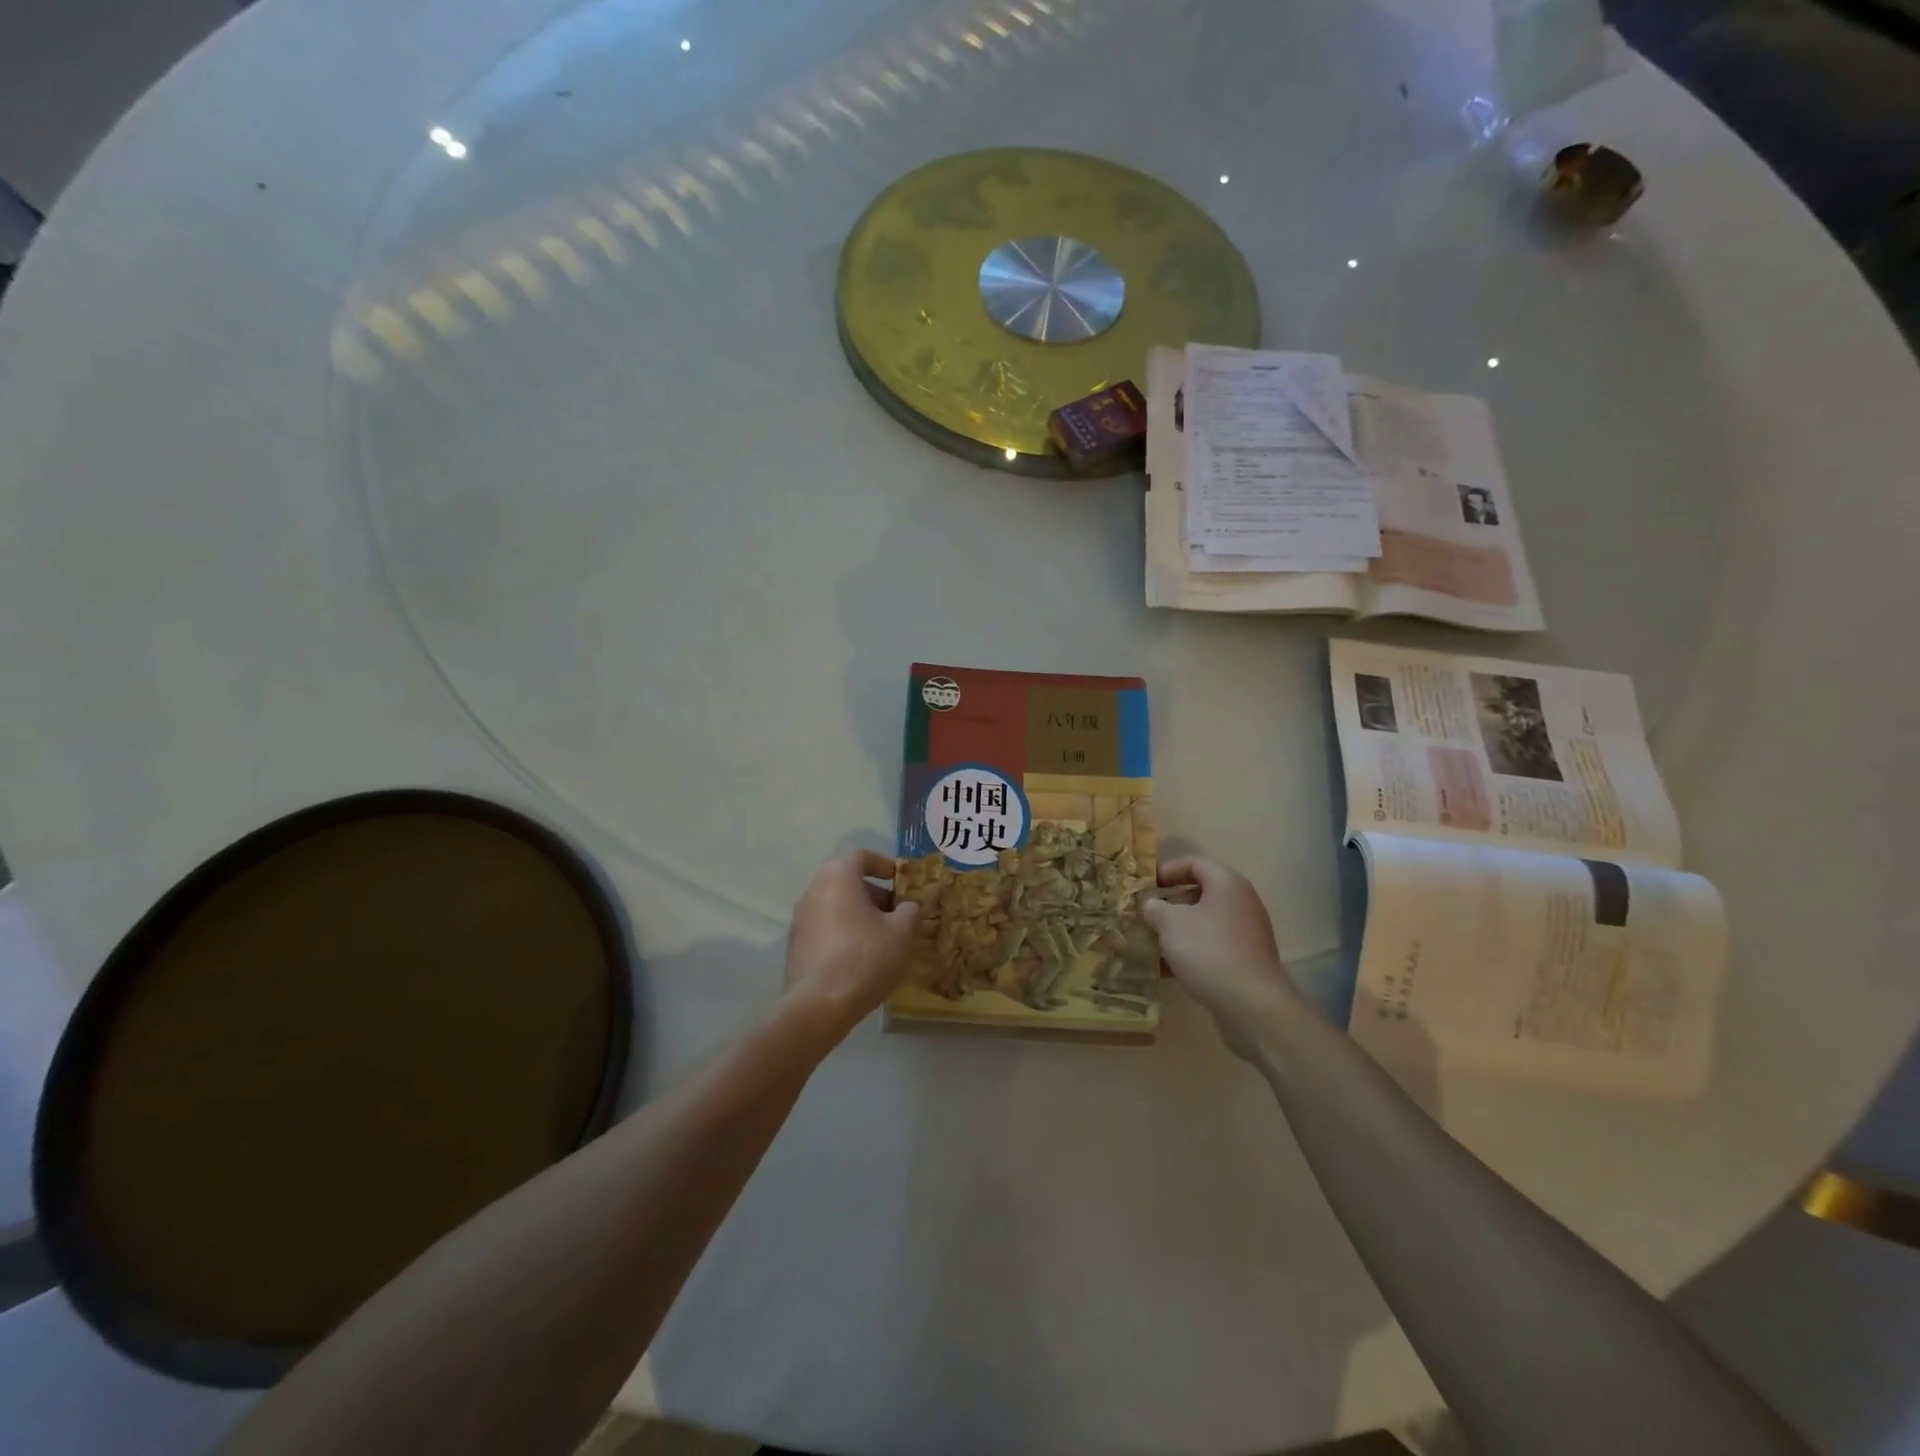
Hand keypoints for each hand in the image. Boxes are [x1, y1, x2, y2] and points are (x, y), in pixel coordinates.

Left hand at [782, 849, 921, 1043]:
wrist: (818, 1007)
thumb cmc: (864, 957)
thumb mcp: (902, 932)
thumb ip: (910, 912)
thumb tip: (907, 907)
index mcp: (837, 877)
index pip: (860, 855)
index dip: (883, 864)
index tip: (900, 881)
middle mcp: (813, 891)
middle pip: (847, 881)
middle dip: (875, 894)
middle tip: (898, 914)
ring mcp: (800, 920)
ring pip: (836, 906)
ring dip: (860, 915)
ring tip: (884, 939)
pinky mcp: (796, 947)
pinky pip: (826, 929)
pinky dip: (845, 934)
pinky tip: (862, 959)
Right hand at [1141, 856, 1300, 1056]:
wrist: (1252, 1005)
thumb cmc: (1208, 951)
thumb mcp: (1170, 924)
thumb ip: (1154, 908)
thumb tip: (1150, 904)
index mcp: (1227, 883)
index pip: (1194, 863)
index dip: (1167, 870)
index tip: (1144, 885)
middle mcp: (1242, 902)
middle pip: (1200, 892)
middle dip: (1170, 903)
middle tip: (1145, 913)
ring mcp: (1247, 932)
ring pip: (1205, 922)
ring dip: (1178, 929)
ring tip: (1151, 941)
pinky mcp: (1246, 959)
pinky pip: (1213, 945)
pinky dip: (1191, 950)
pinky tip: (1168, 968)